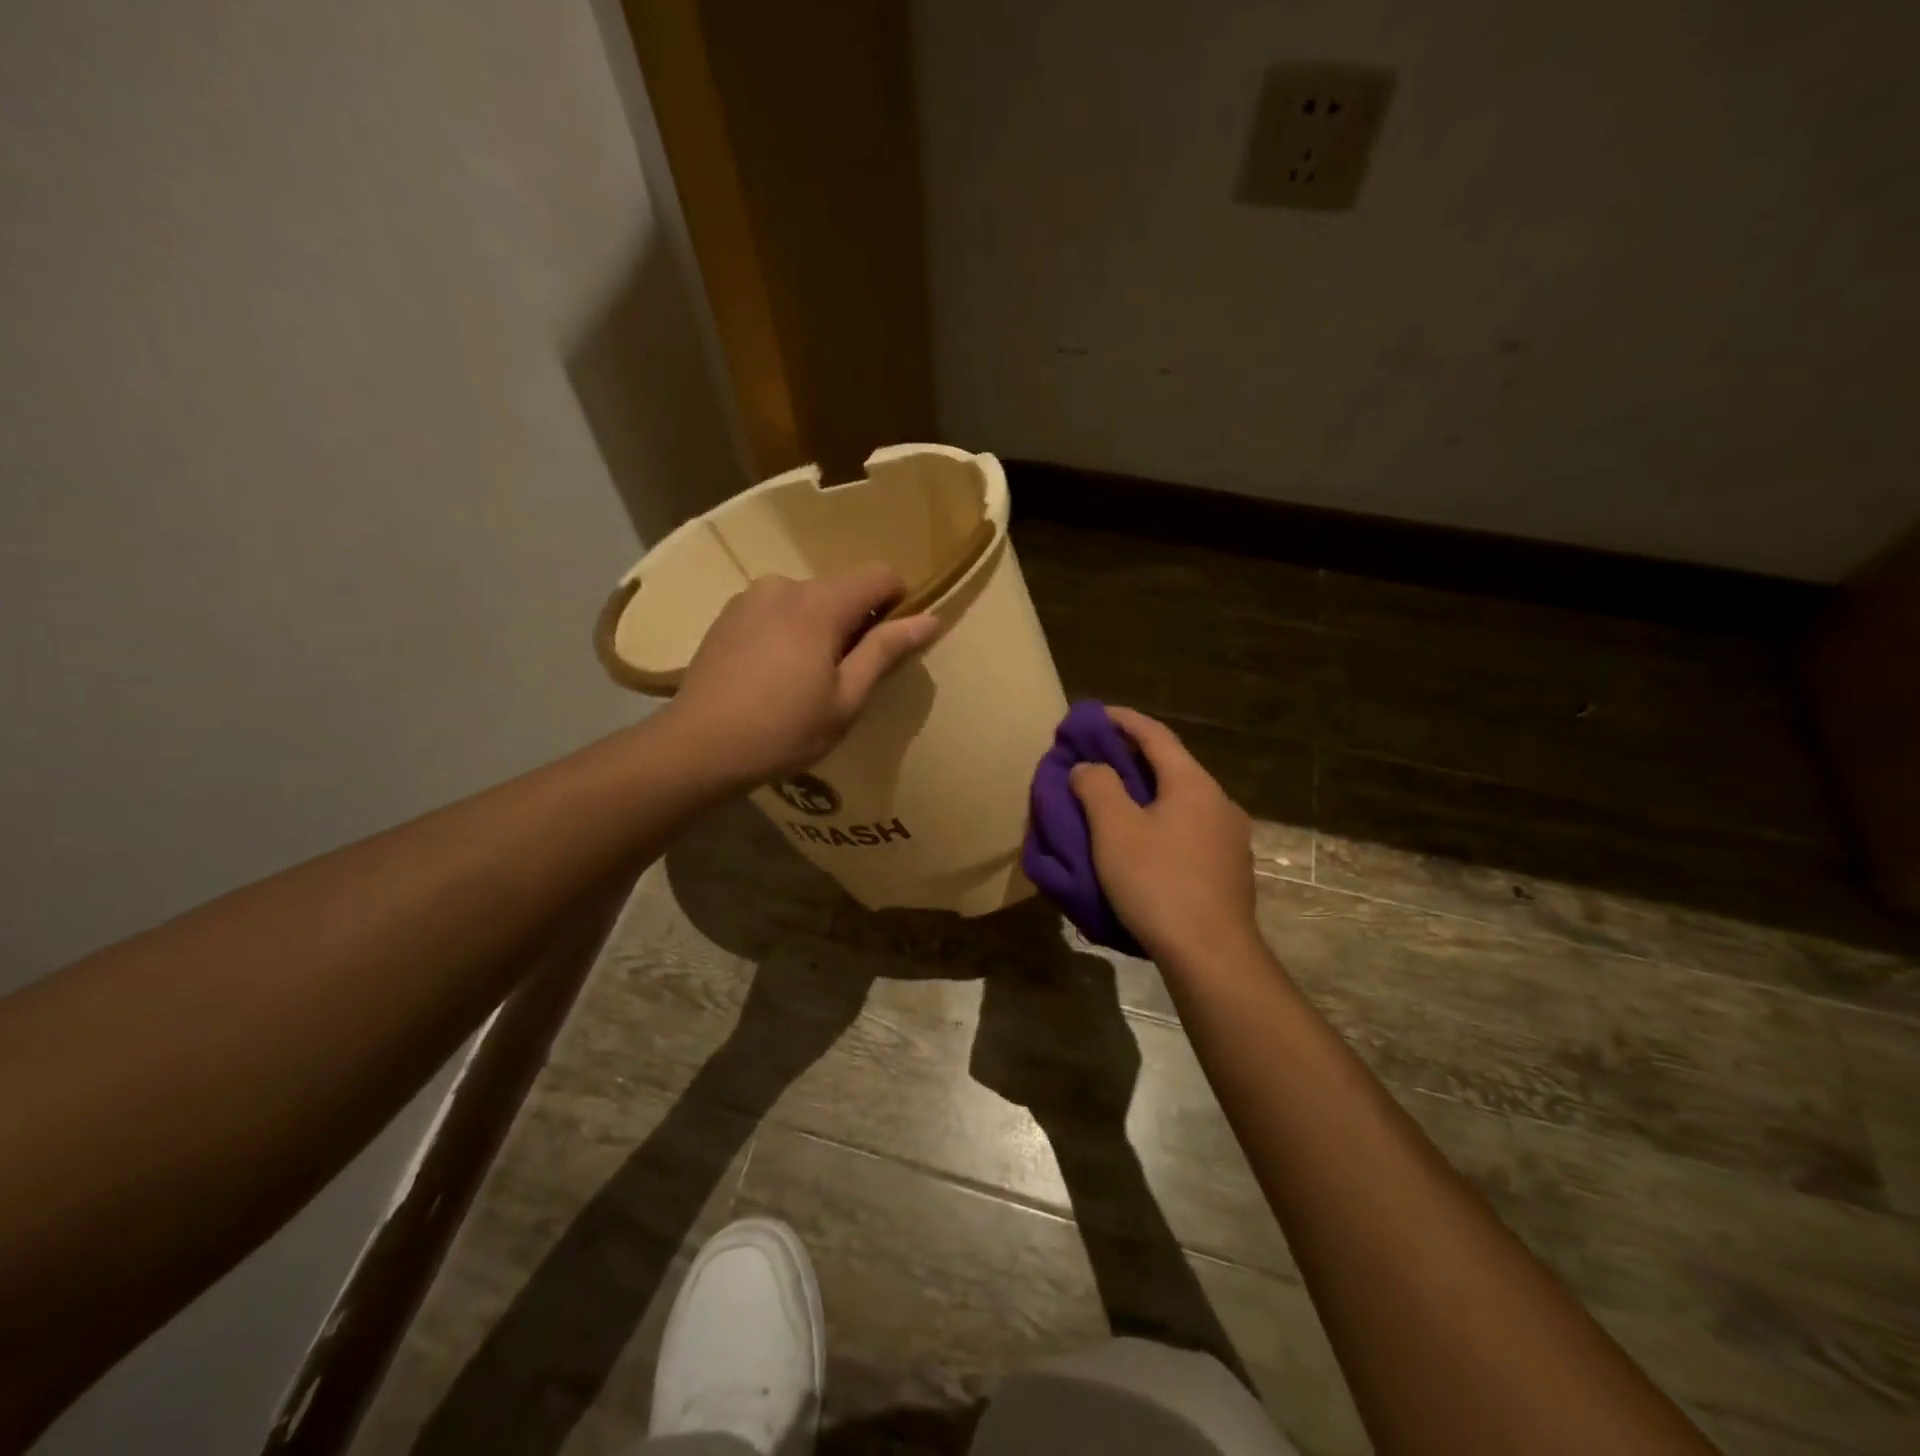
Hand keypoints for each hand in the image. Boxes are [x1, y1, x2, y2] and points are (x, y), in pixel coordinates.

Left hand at [665, 563, 939, 785]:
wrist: (698, 748)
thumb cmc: (783, 730)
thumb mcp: (846, 698)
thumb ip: (886, 650)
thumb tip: (931, 618)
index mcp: (819, 603)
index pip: (878, 574)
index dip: (897, 601)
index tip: (890, 643)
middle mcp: (784, 586)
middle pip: (841, 588)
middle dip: (855, 621)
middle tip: (846, 675)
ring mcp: (750, 597)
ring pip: (807, 600)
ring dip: (819, 627)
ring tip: (805, 678)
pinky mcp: (726, 615)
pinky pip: (776, 610)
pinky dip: (788, 631)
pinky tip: (773, 674)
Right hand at [1070, 708, 1259, 966]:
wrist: (1212, 955)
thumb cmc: (1158, 883)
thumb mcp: (1114, 830)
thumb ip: (1097, 787)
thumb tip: (1089, 767)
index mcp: (1193, 784)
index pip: (1155, 735)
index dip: (1122, 720)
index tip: (1094, 714)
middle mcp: (1219, 802)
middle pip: (1171, 766)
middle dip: (1132, 758)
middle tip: (1096, 759)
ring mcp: (1229, 838)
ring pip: (1180, 801)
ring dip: (1147, 794)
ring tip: (1114, 802)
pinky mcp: (1229, 870)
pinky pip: (1188, 830)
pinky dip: (1161, 823)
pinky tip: (1142, 844)